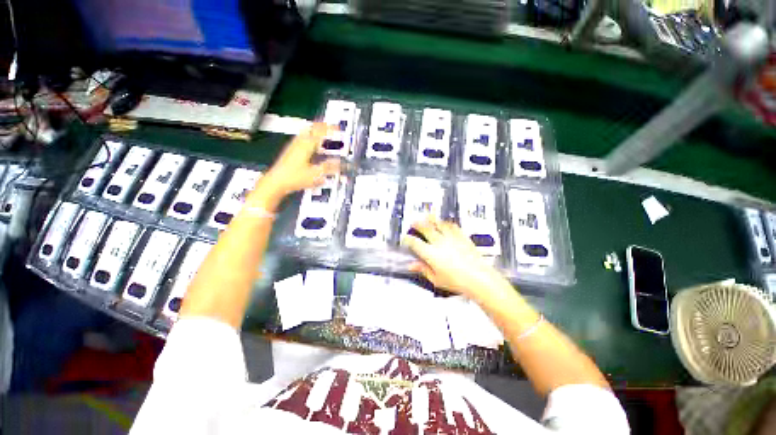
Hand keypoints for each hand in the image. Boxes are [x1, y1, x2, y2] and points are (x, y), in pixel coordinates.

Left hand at [253, 123, 340, 205]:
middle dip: (322, 127)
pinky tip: (311, 145)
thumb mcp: (316, 174)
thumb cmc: (294, 177)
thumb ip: (330, 167)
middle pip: (311, 128)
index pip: (320, 131)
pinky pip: (302, 139)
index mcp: (306, 145)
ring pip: (306, 133)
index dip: (330, 129)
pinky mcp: (290, 151)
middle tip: (331, 128)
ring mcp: (293, 146)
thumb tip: (341, 164)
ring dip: (315, 132)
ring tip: (323, 134)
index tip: (338, 128)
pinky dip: (310, 138)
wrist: (276, 182)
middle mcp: (299, 142)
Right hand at [402, 216, 509, 300]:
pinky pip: (452, 226)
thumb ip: (423, 269)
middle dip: (418, 224)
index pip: (415, 243)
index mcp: (431, 253)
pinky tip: (445, 223)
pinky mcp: (461, 237)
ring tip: (428, 217)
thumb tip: (412, 265)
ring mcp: (451, 238)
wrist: (479, 278)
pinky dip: (446, 223)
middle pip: (425, 228)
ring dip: (431, 220)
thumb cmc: (457, 282)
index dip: (408, 239)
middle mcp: (439, 242)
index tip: (406, 238)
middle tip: (414, 223)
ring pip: (438, 224)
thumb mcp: (436, 279)